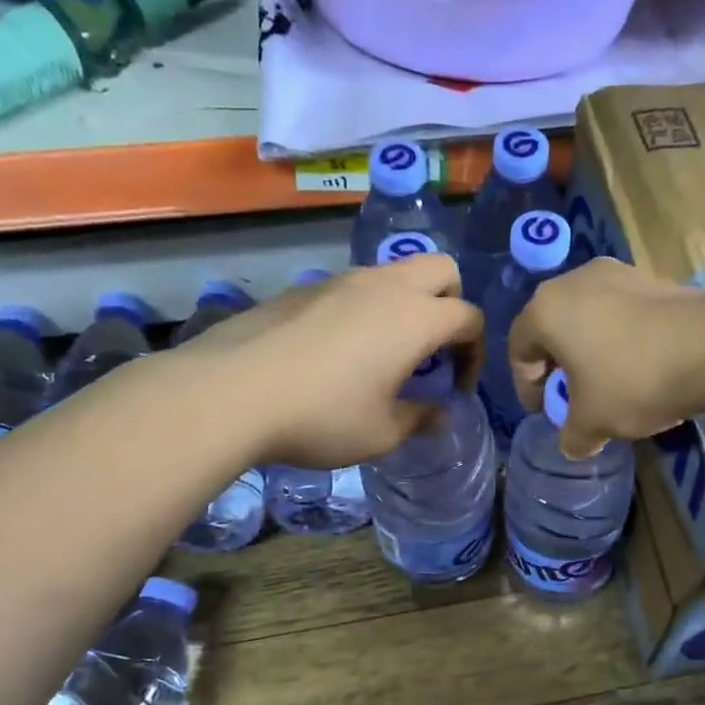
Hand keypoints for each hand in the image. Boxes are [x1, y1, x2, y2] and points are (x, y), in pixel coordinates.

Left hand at [178, 255, 482, 468]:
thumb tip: (438, 412)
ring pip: (393, 274)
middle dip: (451, 304)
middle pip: (441, 270)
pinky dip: (366, 310)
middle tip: (433, 351)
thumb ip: (421, 419)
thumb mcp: (382, 433)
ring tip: (386, 354)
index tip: (456, 388)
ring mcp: (340, 281)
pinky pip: (353, 288)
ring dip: (406, 305)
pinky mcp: (303, 289)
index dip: (474, 354)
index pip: (469, 318)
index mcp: (415, 318)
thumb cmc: (322, 417)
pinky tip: (338, 353)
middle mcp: (384, 287)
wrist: (230, 393)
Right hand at [508, 258, 704, 459]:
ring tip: (609, 385)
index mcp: (546, 309)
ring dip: (590, 352)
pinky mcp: (653, 278)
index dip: (526, 386)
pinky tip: (641, 368)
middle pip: (552, 328)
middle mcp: (575, 280)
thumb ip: (572, 436)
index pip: (518, 349)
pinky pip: (621, 313)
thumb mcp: (593, 423)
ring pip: (588, 318)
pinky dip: (620, 340)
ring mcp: (617, 273)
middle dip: (558, 367)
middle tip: (572, 398)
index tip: (545, 411)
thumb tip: (573, 444)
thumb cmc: (633, 381)